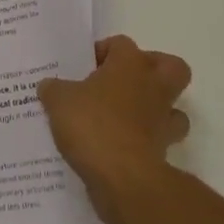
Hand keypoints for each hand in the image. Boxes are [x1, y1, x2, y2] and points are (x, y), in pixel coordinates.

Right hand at [39, 35, 191, 223]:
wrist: (123, 179)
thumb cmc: (93, 125)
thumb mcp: (59, 101)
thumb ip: (54, 89)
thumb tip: (49, 86)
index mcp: (130, 64)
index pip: (121, 44)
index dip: (103, 51)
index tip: (85, 68)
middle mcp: (153, 87)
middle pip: (171, 67)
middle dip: (154, 71)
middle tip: (124, 82)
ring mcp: (163, 122)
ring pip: (173, 109)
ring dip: (156, 112)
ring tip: (126, 118)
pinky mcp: (164, 153)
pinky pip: (159, 142)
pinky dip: (145, 144)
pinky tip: (119, 148)